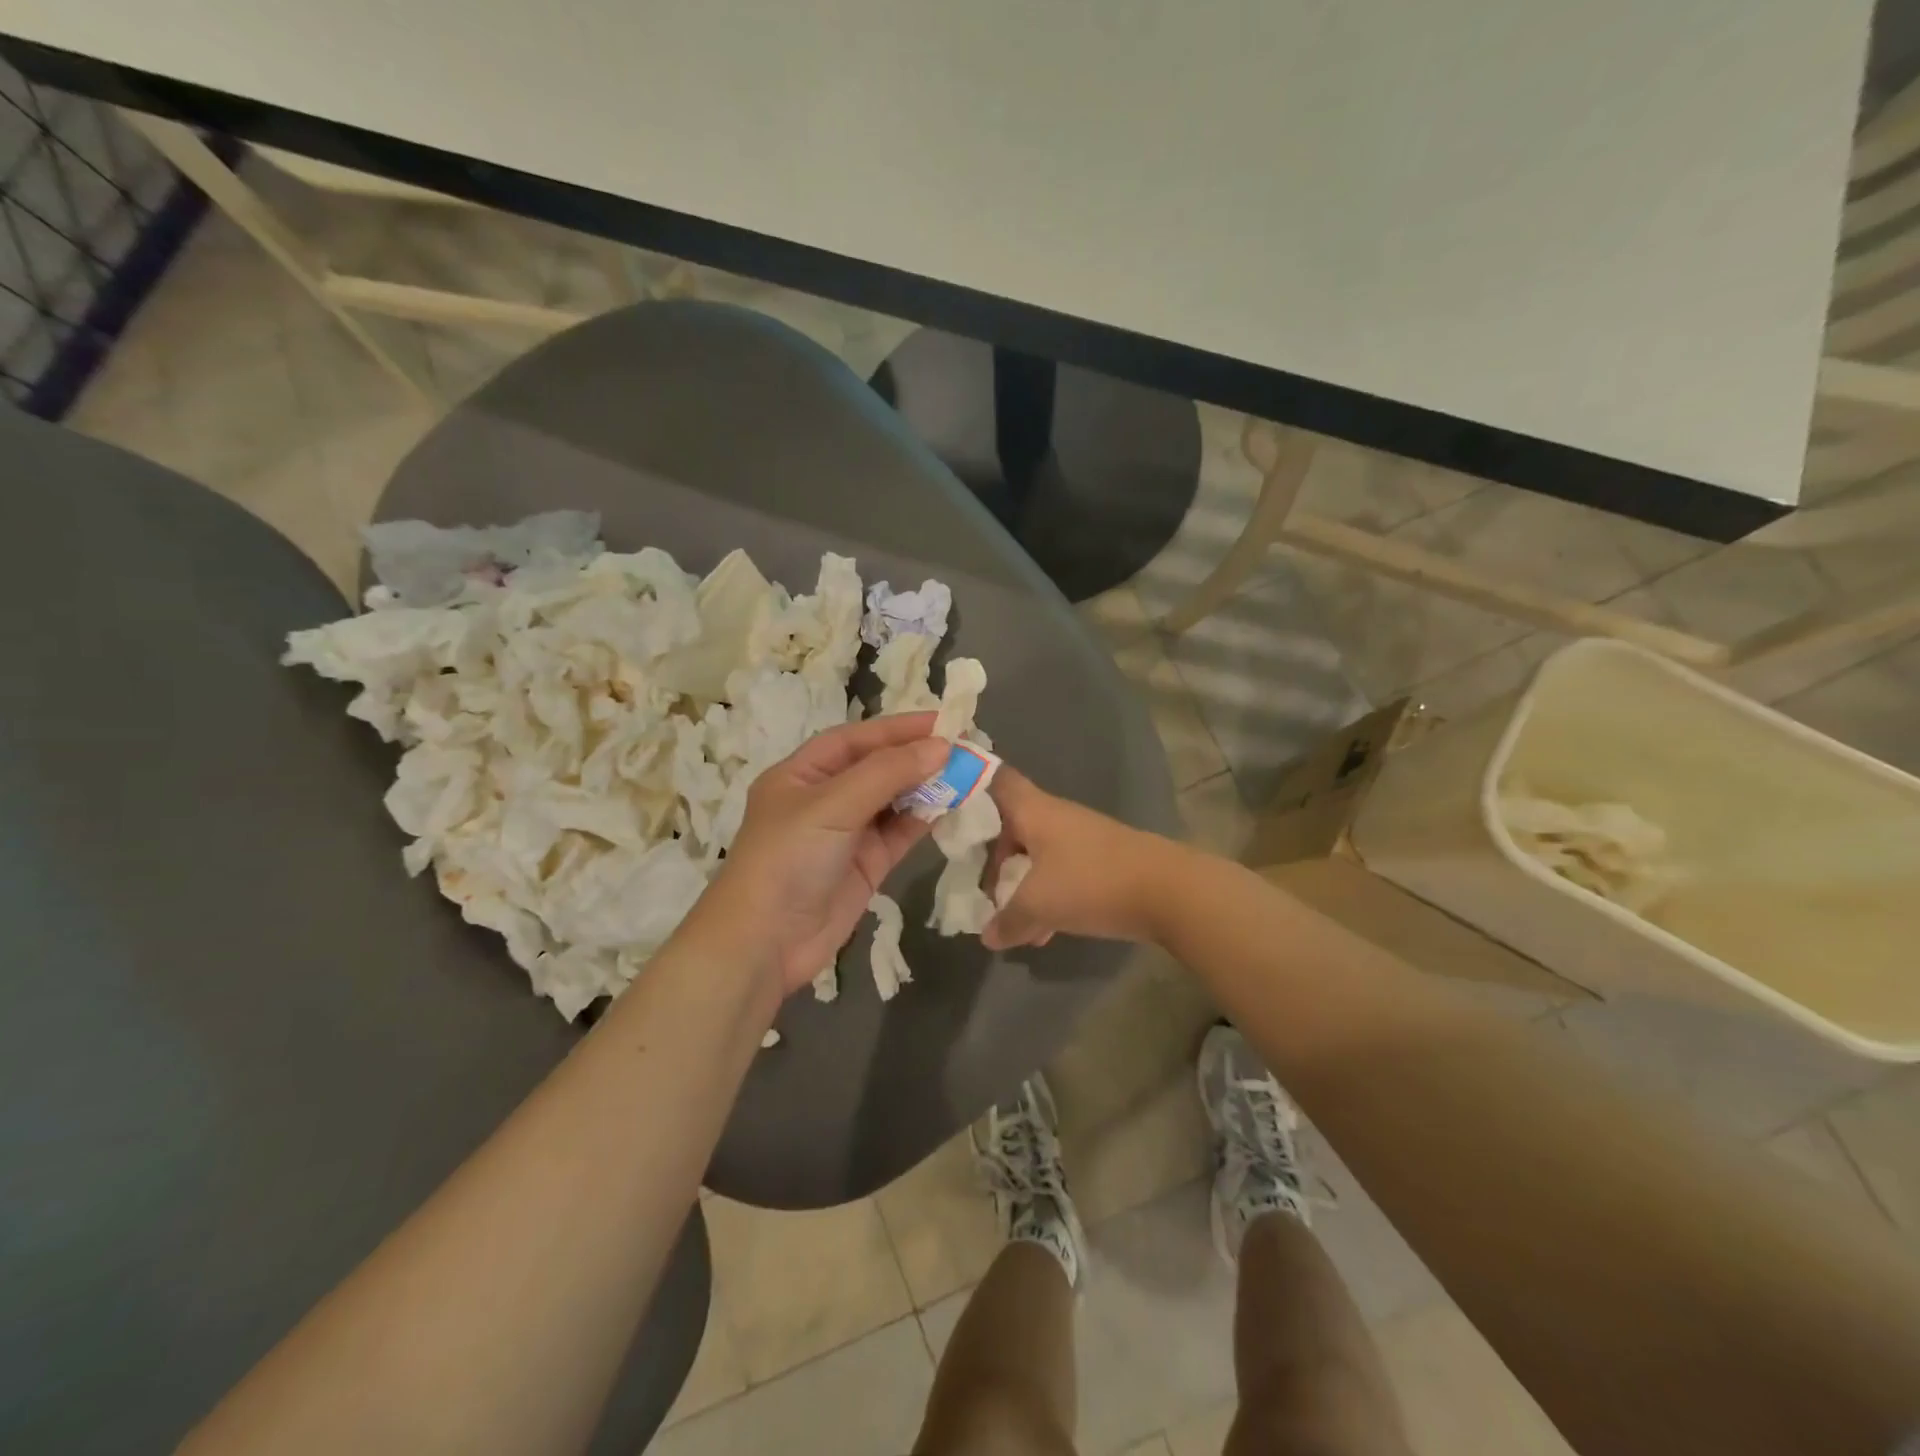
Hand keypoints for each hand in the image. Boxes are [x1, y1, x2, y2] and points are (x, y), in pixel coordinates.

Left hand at [703, 713, 947, 996]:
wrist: (766, 943)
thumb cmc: (788, 859)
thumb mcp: (833, 805)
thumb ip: (887, 773)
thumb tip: (941, 747)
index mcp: (802, 773)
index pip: (856, 739)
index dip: (898, 728)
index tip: (943, 722)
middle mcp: (825, 798)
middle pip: (877, 767)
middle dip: (917, 756)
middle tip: (965, 748)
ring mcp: (847, 833)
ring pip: (893, 800)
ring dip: (926, 787)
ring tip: (967, 774)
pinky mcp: (866, 865)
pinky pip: (900, 832)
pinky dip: (924, 819)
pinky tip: (951, 806)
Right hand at [983, 768, 1174, 949]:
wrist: (1169, 891)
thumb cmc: (1092, 882)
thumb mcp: (1039, 904)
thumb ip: (1007, 920)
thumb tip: (987, 936)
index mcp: (1034, 811)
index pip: (996, 780)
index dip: (971, 788)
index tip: (950, 812)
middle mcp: (1055, 816)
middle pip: (1011, 826)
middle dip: (993, 860)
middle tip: (980, 890)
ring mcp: (1081, 838)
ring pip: (1036, 855)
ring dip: (1021, 885)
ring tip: (1012, 924)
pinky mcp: (1101, 861)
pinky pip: (1060, 873)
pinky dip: (1047, 896)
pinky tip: (1045, 933)